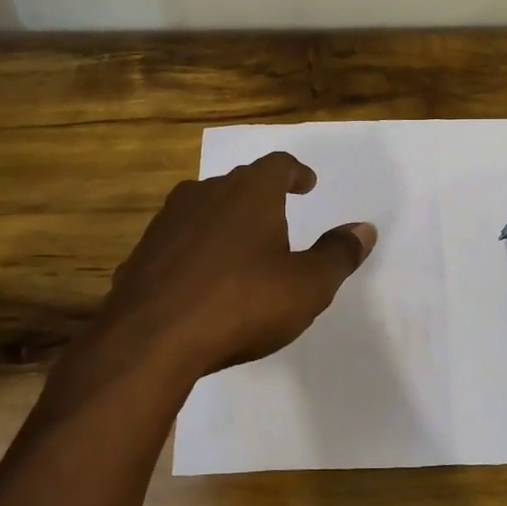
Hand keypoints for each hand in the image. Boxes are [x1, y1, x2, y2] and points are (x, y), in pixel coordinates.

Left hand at [96, 152, 376, 378]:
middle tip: (279, 217)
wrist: (150, 340)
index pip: (278, 165)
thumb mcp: (307, 285)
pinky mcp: (142, 253)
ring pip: (205, 209)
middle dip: (262, 197)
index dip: (296, 172)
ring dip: (226, 221)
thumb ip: (338, 254)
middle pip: (239, 183)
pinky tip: (202, 279)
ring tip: (241, 247)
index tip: (307, 183)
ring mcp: (168, 222)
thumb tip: (364, 228)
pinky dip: (196, 250)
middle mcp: (206, 194)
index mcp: (250, 193)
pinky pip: (179, 241)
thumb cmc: (242, 303)